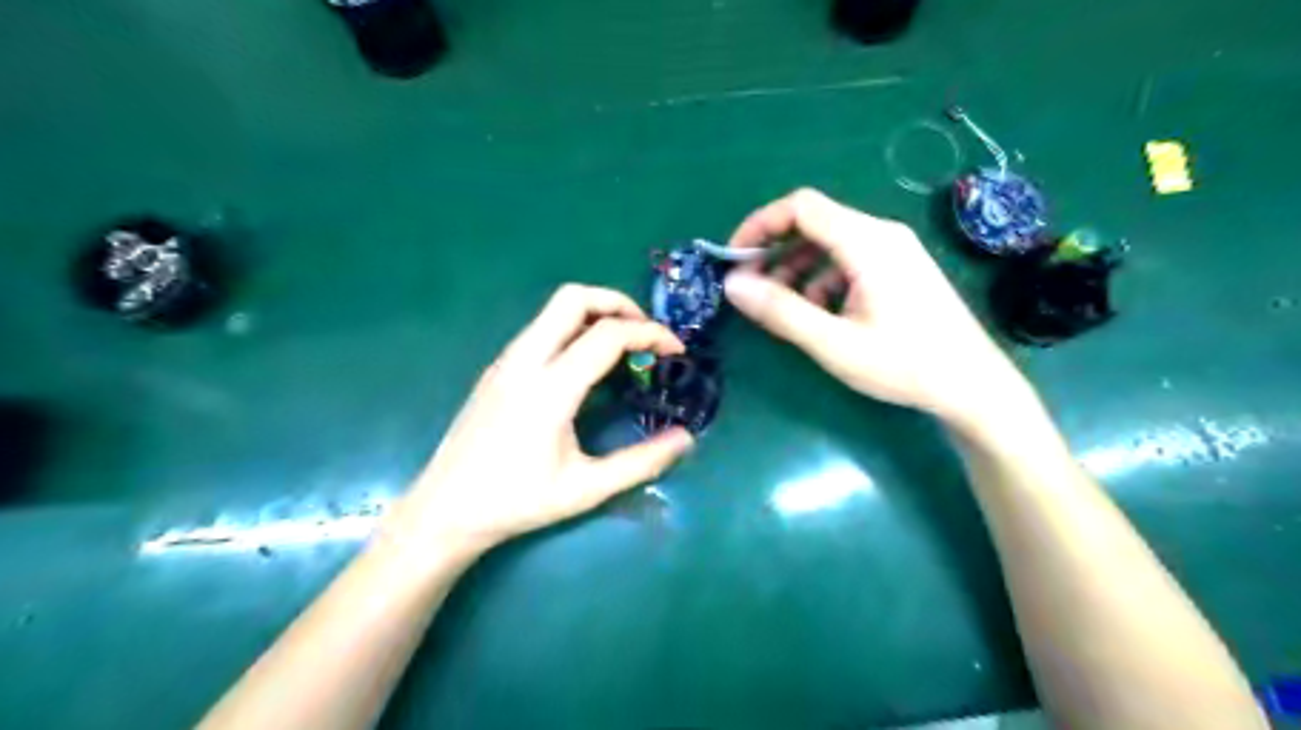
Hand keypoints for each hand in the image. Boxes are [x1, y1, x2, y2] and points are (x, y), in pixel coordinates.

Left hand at [382, 284, 690, 557]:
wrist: (445, 510)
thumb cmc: (517, 502)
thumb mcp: (586, 488)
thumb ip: (641, 463)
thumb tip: (686, 440)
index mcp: (551, 388)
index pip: (609, 335)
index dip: (650, 334)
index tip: (676, 351)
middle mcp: (526, 361)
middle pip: (574, 298)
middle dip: (619, 303)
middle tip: (645, 334)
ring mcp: (507, 361)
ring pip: (554, 309)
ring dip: (595, 313)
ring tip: (623, 347)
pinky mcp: (498, 368)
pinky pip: (542, 328)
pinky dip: (574, 328)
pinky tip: (585, 365)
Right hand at [726, 189, 1031, 428]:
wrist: (973, 385)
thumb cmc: (904, 364)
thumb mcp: (834, 342)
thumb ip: (780, 311)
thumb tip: (732, 284)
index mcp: (867, 242)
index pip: (801, 207)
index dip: (760, 225)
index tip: (733, 258)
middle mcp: (881, 234)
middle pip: (814, 223)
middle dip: (774, 252)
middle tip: (751, 288)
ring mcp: (894, 250)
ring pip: (829, 244)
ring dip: (796, 269)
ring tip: (781, 308)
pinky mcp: (899, 268)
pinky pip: (848, 260)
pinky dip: (821, 279)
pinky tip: (819, 314)